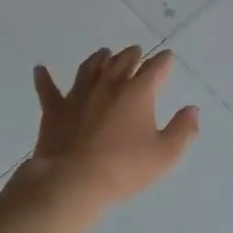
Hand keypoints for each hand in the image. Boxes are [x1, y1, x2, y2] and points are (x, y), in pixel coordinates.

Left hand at [27, 47, 200, 208]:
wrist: (73, 180)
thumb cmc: (124, 168)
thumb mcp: (165, 154)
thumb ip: (183, 130)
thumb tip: (192, 110)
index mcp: (138, 92)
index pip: (155, 68)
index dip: (164, 61)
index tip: (167, 58)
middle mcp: (108, 85)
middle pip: (122, 61)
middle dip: (133, 55)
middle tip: (137, 52)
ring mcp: (79, 94)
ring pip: (90, 67)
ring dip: (99, 58)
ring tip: (104, 53)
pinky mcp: (55, 109)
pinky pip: (48, 89)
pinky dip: (44, 78)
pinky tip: (39, 69)